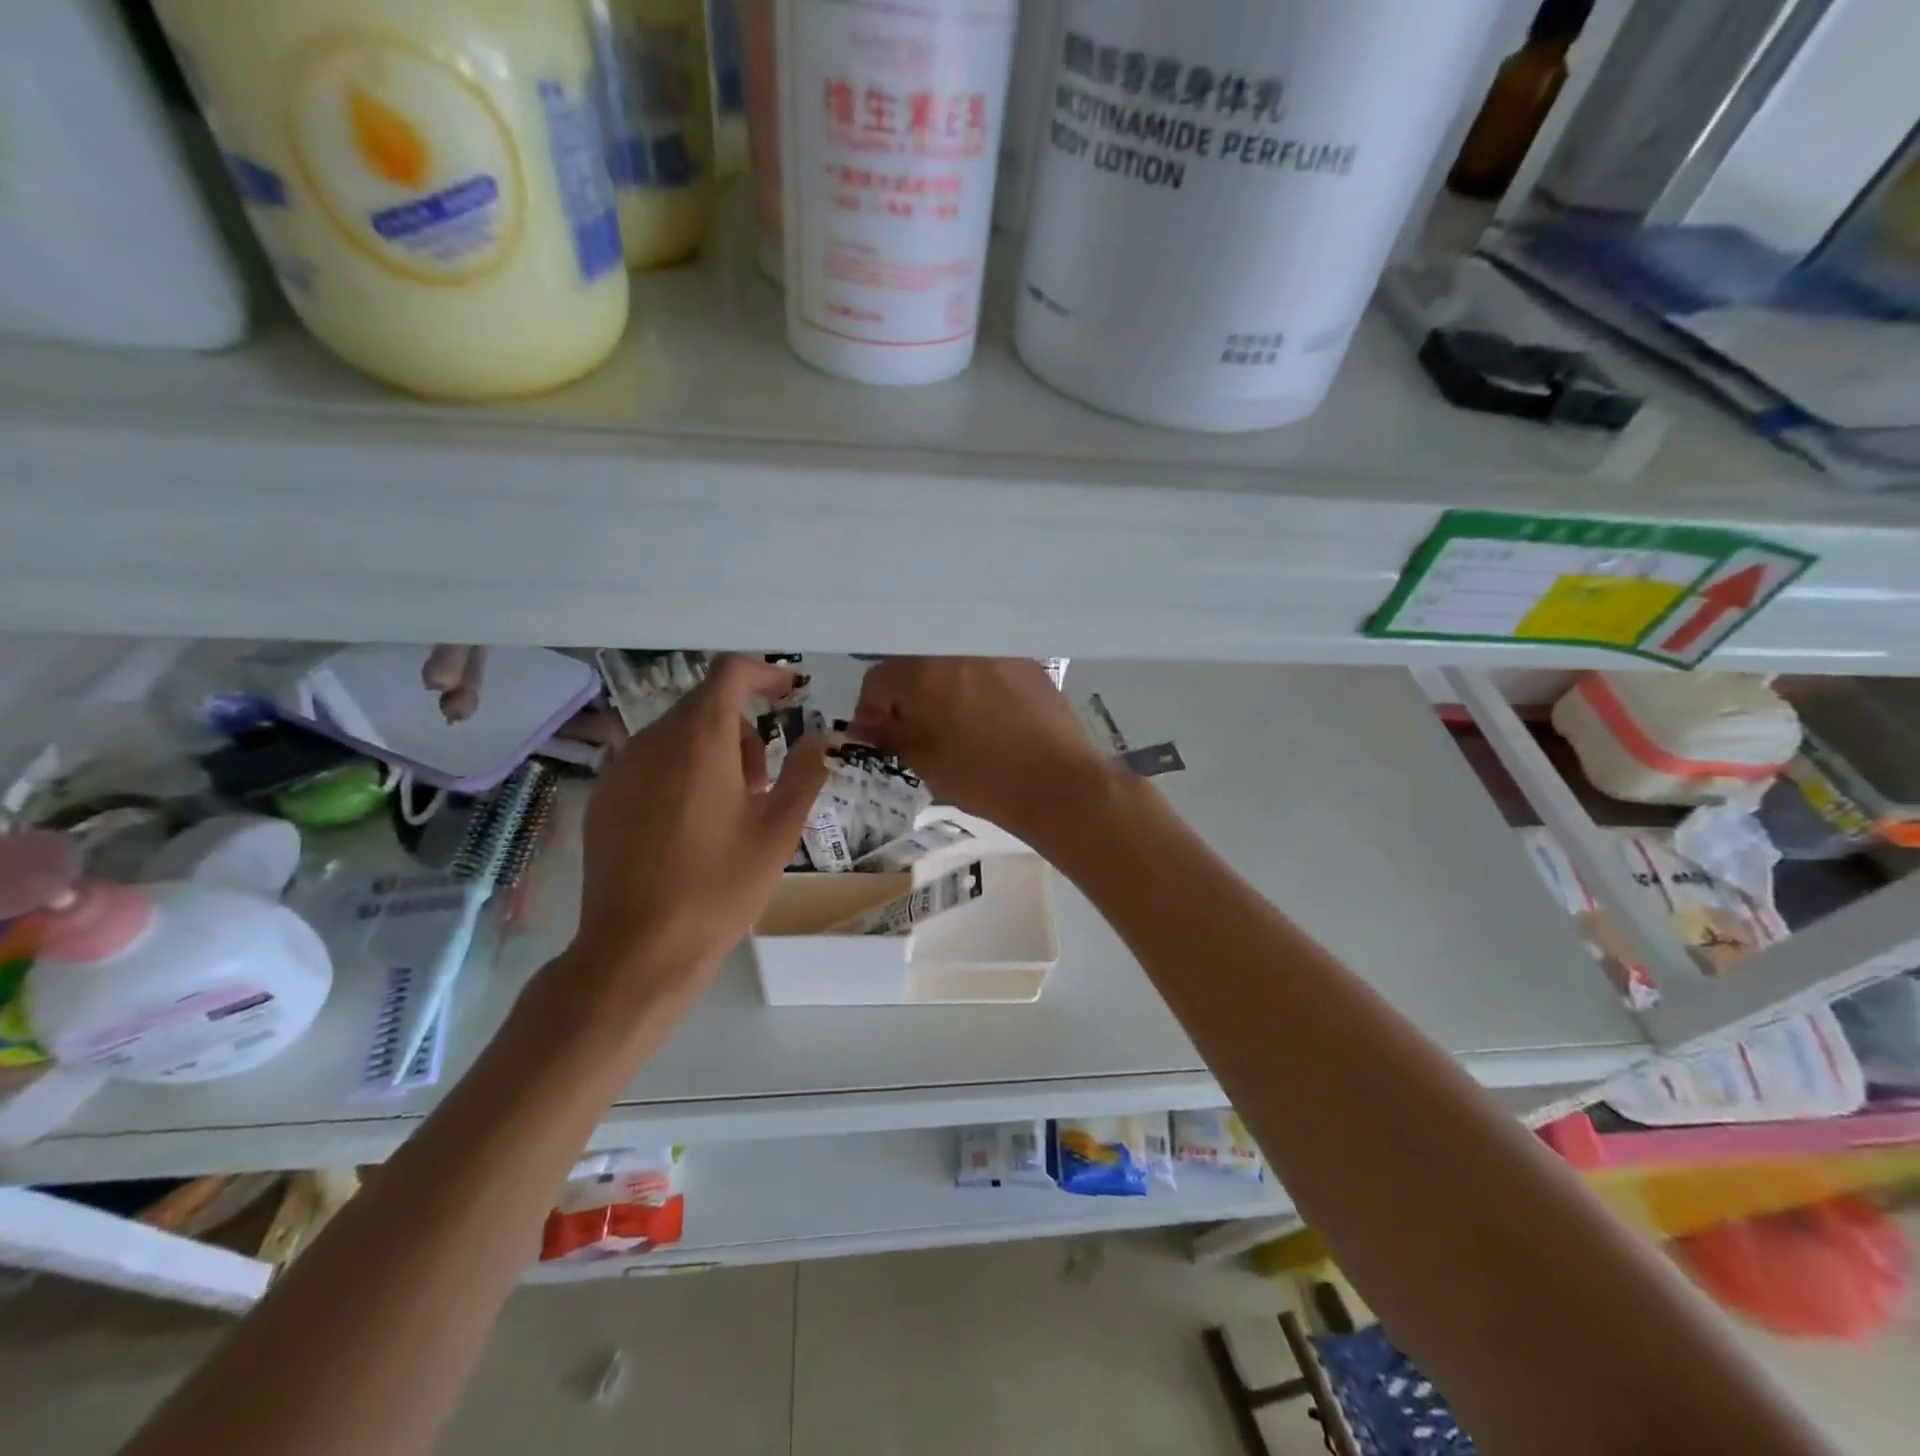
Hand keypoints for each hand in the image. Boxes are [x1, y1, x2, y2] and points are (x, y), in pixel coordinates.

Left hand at [569, 655, 828, 999]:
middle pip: (706, 706)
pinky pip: (651, 763)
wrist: (638, 949)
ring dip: (713, 754)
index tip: (792, 693)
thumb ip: (804, 773)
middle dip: (743, 731)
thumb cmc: (719, 887)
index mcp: (700, 740)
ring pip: (678, 735)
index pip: (730, 673)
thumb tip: (819, 738)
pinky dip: (681, 773)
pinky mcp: (603, 797)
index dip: (766, 674)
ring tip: (730, 811)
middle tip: (764, 785)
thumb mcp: (778, 831)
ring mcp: (621, 769)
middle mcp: (653, 740)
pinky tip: (690, 827)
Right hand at [851, 658, 1112, 846]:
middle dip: (907, 694)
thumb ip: (889, 734)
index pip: (878, 680)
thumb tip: (865, 723)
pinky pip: (985, 665)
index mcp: (923, 671)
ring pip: (951, 662)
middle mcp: (956, 647)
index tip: (880, 735)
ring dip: (942, 686)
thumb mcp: (925, 762)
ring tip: (954, 720)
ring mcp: (995, 650)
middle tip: (915, 727)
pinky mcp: (1026, 661)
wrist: (1058, 783)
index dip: (872, 711)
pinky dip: (975, 683)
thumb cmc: (983, 778)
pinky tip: (988, 713)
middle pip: (914, 664)